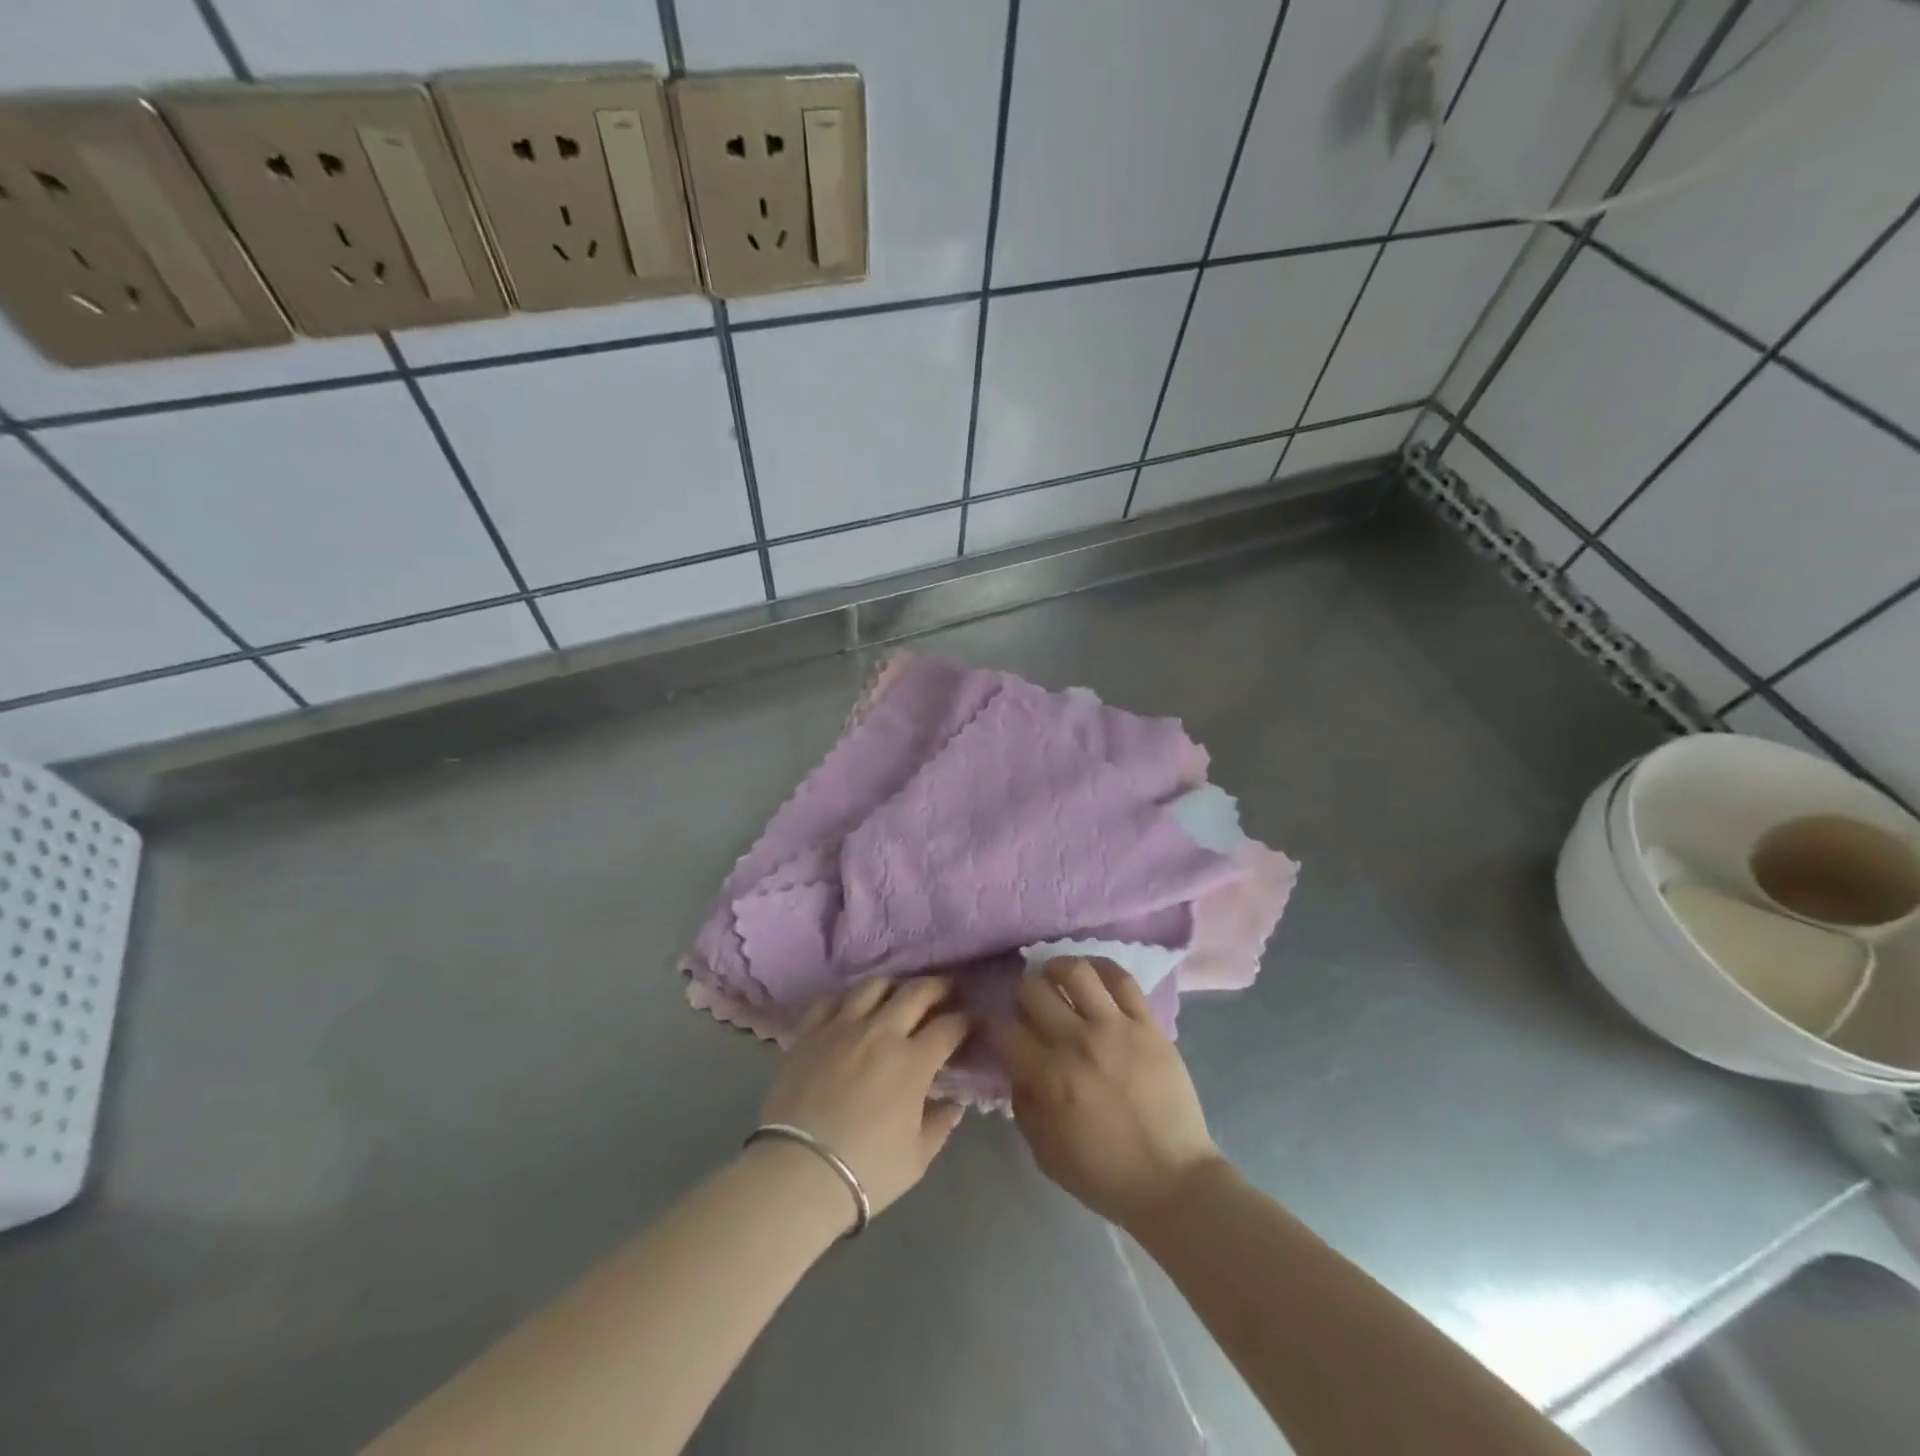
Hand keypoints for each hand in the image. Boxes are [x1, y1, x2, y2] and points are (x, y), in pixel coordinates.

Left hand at [760, 977, 969, 1220]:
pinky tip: (851, 1009)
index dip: (965, 1021)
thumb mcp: (917, 1158)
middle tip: (945, 991)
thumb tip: (954, 1103)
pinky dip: (846, 999)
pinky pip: (831, 1000)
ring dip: (893, 987)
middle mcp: (882, 1032)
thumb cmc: (866, 1170)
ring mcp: (842, 1027)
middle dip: (938, 987)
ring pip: (874, 986)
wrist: (798, 1173)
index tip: (970, 1022)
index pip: (950, 1026)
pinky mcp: (810, 1032)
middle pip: (916, 992)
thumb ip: (940, 1124)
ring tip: (897, 995)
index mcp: (913, 1062)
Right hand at [991, 957, 1223, 1229]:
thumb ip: (1023, 1105)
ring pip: (1075, 972)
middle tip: (1028, 1006)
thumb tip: (1016, 1069)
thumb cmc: (1105, 1174)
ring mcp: (1115, 1028)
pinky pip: (1122, 979)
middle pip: (1033, 990)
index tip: (995, 1028)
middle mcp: (1077, 1042)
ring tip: (1055, 978)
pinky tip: (1091, 974)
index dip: (992, 1024)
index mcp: (1049, 1077)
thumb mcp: (1045, 1153)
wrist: (1173, 1181)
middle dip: (1021, 994)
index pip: (1004, 1030)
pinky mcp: (1147, 1024)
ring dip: (1056, 969)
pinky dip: (1101, 967)